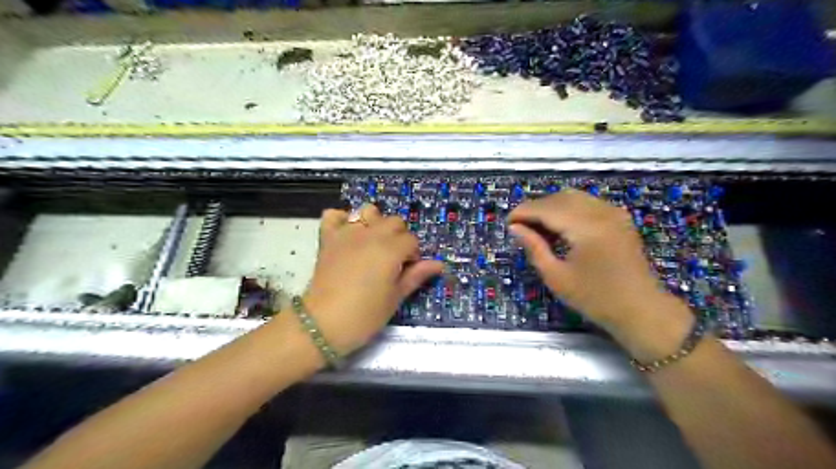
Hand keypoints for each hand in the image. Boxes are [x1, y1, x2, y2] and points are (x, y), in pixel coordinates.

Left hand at [303, 205, 443, 354]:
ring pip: (368, 211)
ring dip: (375, 223)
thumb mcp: (395, 298)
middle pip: (394, 221)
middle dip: (398, 236)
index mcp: (391, 249)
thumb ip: (416, 276)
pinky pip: (333, 214)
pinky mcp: (328, 238)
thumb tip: (439, 264)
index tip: (406, 271)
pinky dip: (342, 220)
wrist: (323, 324)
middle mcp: (371, 234)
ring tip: (372, 243)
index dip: (413, 255)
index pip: (411, 240)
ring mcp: (347, 233)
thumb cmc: (365, 315)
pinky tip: (348, 235)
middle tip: (392, 259)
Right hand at [510, 190, 692, 358]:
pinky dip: (568, 208)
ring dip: (551, 207)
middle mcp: (601, 212)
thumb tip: (515, 228)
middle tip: (520, 227)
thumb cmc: (595, 298)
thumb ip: (534, 247)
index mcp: (586, 227)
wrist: (640, 309)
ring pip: (573, 196)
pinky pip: (587, 203)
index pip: (546, 208)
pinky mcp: (619, 217)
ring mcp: (613, 212)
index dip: (523, 212)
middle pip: (559, 198)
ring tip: (538, 228)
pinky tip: (561, 227)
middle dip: (536, 208)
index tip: (507, 223)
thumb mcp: (556, 276)